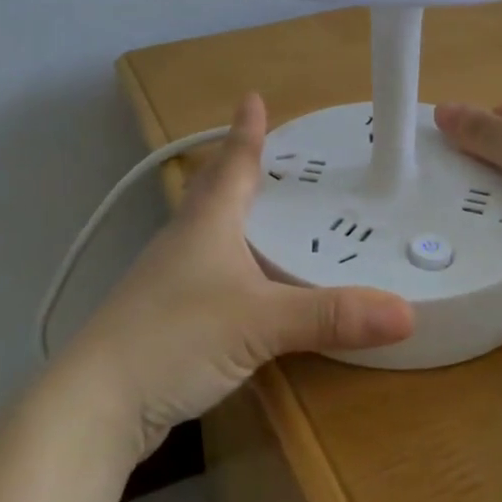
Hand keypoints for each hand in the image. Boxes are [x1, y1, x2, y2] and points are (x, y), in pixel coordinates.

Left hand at [57, 94, 415, 459]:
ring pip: (207, 233)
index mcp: (206, 223)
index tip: (253, 97)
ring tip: (263, 215)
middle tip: (269, 155)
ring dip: (232, 216)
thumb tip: (406, 310)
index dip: (246, 132)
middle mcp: (184, 241)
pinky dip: (229, 264)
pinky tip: (243, 285)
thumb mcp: (260, 322)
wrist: (95, 404)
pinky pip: (204, 273)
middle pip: (213, 192)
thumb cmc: (175, 338)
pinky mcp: (162, 317)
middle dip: (239, 169)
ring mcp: (167, 280)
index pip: (232, 164)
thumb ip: (331, 316)